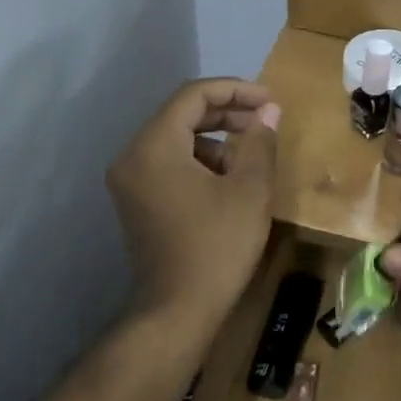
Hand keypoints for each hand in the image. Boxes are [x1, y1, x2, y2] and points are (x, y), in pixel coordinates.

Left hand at [106, 79, 279, 328]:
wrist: (178, 310)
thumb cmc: (217, 246)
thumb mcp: (249, 190)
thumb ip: (259, 142)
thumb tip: (269, 111)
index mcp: (155, 146)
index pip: (193, 96)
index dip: (236, 90)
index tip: (270, 100)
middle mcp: (133, 156)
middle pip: (181, 115)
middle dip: (227, 112)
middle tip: (265, 120)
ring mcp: (130, 181)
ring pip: (176, 139)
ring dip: (215, 138)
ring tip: (252, 154)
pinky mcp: (136, 201)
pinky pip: (169, 163)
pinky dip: (200, 160)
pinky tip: (230, 179)